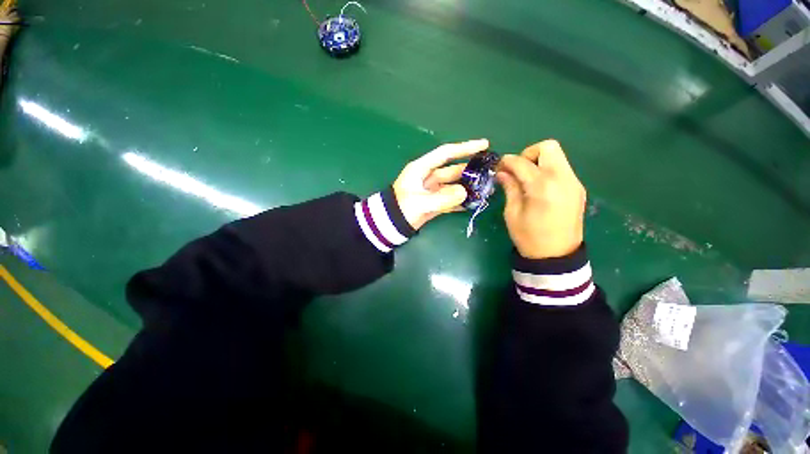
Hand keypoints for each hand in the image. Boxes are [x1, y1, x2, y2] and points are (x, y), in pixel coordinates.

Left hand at [393, 139, 489, 229]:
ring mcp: (432, 191)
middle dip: (470, 170)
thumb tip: (464, 193)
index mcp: (421, 169)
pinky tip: (472, 203)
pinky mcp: (434, 203)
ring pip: (453, 185)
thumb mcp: (420, 202)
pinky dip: (460, 201)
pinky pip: (450, 199)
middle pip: (453, 170)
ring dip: (467, 187)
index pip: (445, 154)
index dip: (464, 148)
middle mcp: (428, 177)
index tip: (484, 145)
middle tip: (489, 172)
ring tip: (485, 189)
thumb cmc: (401, 209)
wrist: (391, 225)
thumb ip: (442, 198)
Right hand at [496, 140, 585, 259]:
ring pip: (557, 156)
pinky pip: (562, 168)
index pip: (522, 162)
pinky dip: (547, 170)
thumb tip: (502, 172)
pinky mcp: (578, 188)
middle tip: (517, 171)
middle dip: (528, 154)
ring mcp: (574, 182)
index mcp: (543, 187)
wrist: (556, 256)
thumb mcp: (512, 213)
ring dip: (538, 161)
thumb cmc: (529, 237)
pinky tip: (538, 187)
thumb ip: (510, 188)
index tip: (498, 167)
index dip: (507, 161)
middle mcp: (562, 179)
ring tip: (526, 179)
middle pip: (548, 147)